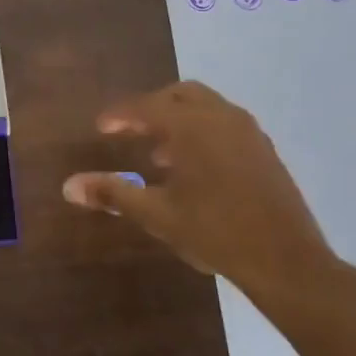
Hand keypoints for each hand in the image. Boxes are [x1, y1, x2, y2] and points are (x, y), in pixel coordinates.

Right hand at [61, 81, 351, 316]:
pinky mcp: (264, 151)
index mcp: (192, 126)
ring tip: (159, 154)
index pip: (146, 107)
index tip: (101, 128)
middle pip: (179, 94)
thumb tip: (69, 186)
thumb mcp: (156, 214)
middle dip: (151, 107)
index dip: (119, 115)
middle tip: (130, 130)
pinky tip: (195, 168)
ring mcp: (248, 133)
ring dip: (179, 120)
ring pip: (206, 107)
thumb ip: (112, 194)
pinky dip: (202, 132)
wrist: (287, 261)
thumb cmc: (215, 232)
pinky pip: (225, 124)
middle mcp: (221, 118)